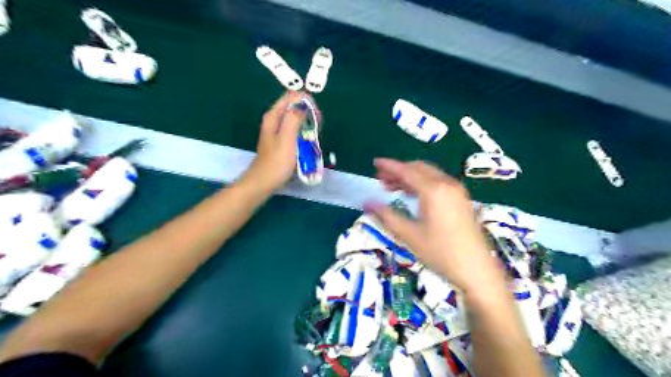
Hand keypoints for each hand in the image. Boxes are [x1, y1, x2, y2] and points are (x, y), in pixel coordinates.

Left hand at [245, 91, 306, 191]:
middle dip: (307, 112)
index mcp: (273, 116)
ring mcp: (277, 131)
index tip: (316, 114)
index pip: (291, 96)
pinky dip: (302, 132)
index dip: (305, 101)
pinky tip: (308, 140)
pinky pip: (294, 130)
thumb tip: (303, 104)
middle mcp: (274, 120)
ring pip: (295, 119)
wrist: (264, 181)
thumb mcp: (287, 138)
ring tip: (316, 132)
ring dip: (306, 122)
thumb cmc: (277, 161)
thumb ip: (294, 118)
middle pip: (293, 107)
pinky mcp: (281, 141)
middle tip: (318, 124)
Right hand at [367, 158, 503, 292]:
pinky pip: (438, 182)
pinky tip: (412, 195)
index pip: (406, 171)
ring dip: (410, 177)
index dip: (389, 165)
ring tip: (392, 187)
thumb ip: (387, 216)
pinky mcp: (461, 199)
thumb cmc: (441, 252)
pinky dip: (422, 183)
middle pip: (418, 168)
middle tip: (381, 179)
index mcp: (433, 190)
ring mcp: (457, 191)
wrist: (477, 270)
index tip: (375, 162)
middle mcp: (446, 184)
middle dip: (398, 171)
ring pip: (429, 174)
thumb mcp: (409, 235)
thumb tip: (367, 203)